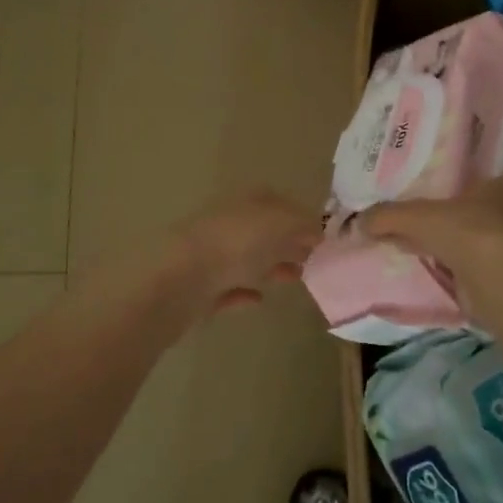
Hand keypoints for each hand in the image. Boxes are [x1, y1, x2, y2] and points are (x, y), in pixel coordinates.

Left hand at [171, 191, 321, 311]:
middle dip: (287, 243)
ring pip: (245, 259)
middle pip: (262, 232)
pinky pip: (227, 289)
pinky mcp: (199, 290)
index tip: (322, 236)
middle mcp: (225, 225)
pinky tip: (259, 300)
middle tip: (314, 260)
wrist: (179, 280)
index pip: (276, 202)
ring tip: (296, 279)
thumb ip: (303, 225)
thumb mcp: (279, 224)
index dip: (300, 216)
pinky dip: (244, 293)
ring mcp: (209, 257)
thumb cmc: (234, 244)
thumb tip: (319, 231)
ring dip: (270, 267)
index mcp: (243, 203)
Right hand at [359, 167, 502, 281]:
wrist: (494, 278)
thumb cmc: (464, 232)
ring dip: (490, 257)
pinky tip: (462, 291)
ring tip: (464, 262)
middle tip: (476, 223)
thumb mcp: (416, 217)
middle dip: (499, 221)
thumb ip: (389, 217)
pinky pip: (493, 284)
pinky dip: (481, 287)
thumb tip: (360, 221)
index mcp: (496, 198)